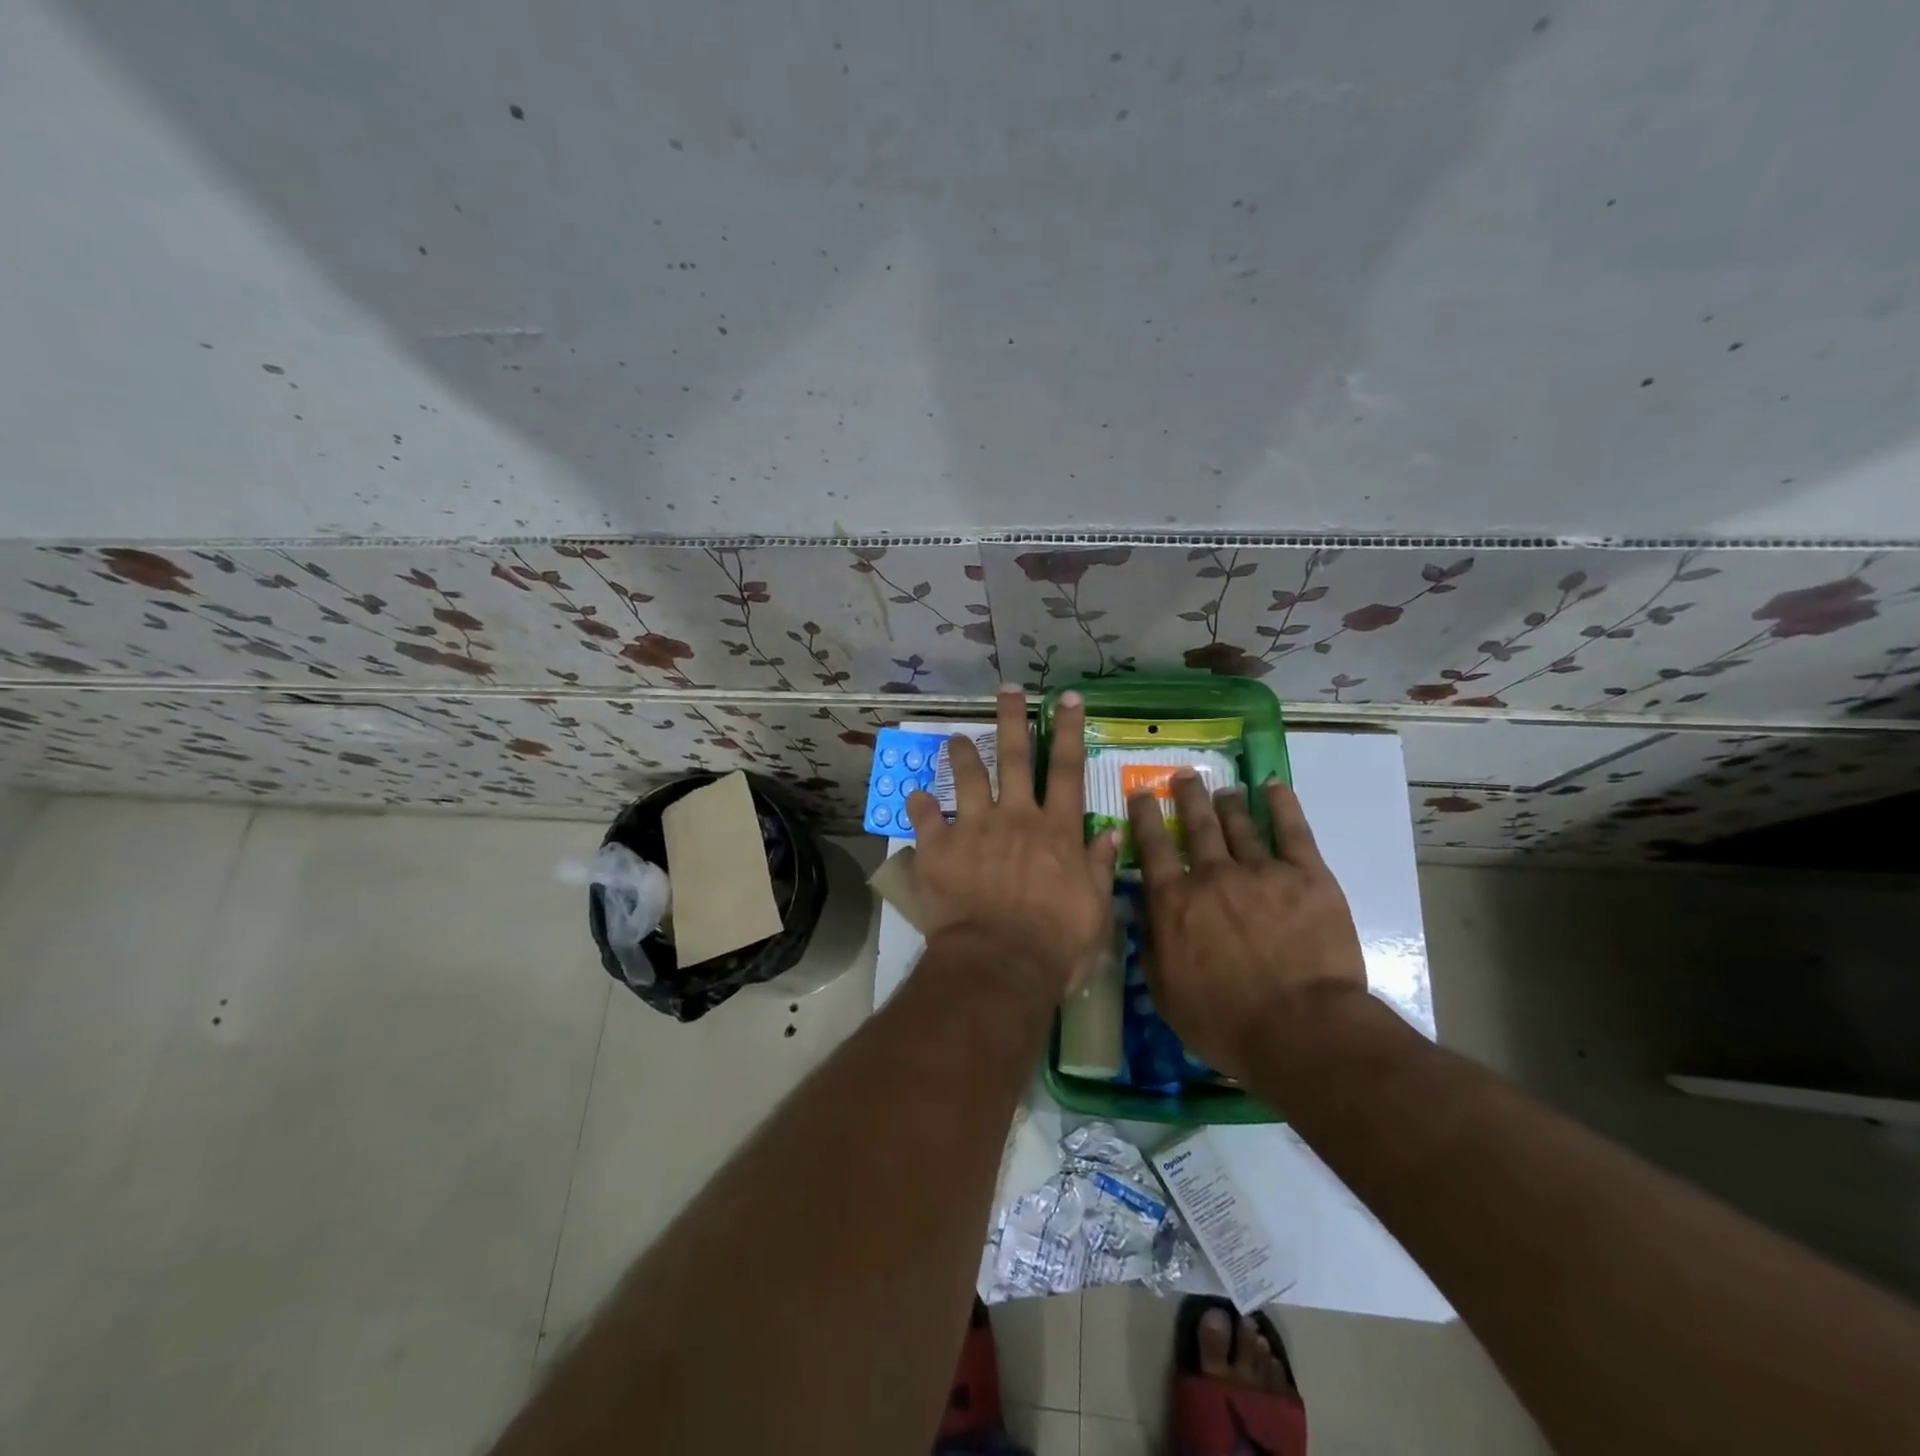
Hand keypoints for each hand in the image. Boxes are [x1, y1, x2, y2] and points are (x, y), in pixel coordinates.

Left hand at [906, 686, 1119, 1001]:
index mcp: (1056, 831)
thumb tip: (1110, 832)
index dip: (1068, 731)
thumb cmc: (1055, 944)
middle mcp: (1016, 817)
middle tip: (1006, 690)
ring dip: (962, 753)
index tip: (1066, 698)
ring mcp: (975, 828)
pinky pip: (925, 818)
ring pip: (968, 777)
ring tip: (955, 737)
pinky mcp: (939, 847)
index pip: (1068, 770)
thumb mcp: (1095, 909)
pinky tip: (913, 794)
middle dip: (1012, 719)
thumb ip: (1099, 867)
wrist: (999, 965)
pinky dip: (918, 804)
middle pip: (1016, 758)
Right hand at [1127, 773, 1366, 1079]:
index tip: (1140, 793)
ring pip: (1240, 824)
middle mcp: (1212, 875)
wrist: (1300, 1029)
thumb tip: (1145, 916)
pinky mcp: (1307, 876)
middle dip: (1187, 795)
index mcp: (1175, 901)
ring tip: (1224, 788)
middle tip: (1183, 775)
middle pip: (1197, 824)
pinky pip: (1293, 830)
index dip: (1143, 816)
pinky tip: (1274, 787)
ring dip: (1228, 802)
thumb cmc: (1225, 1022)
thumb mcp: (1165, 993)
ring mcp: (1262, 871)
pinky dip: (1282, 805)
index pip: (1152, 847)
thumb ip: (1151, 948)